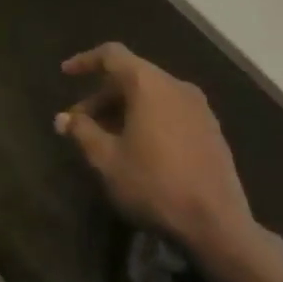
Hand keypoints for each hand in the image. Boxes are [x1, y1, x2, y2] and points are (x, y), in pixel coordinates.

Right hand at [56, 43, 261, 259]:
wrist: (219, 226)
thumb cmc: (155, 185)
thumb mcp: (108, 161)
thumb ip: (82, 132)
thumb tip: (63, 119)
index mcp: (149, 83)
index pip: (111, 55)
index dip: (85, 61)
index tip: (66, 74)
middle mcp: (175, 85)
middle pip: (131, 77)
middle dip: (102, 97)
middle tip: (82, 123)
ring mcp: (198, 107)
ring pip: (151, 95)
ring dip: (125, 110)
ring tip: (107, 139)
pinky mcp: (211, 129)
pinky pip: (171, 110)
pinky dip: (149, 118)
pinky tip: (140, 148)